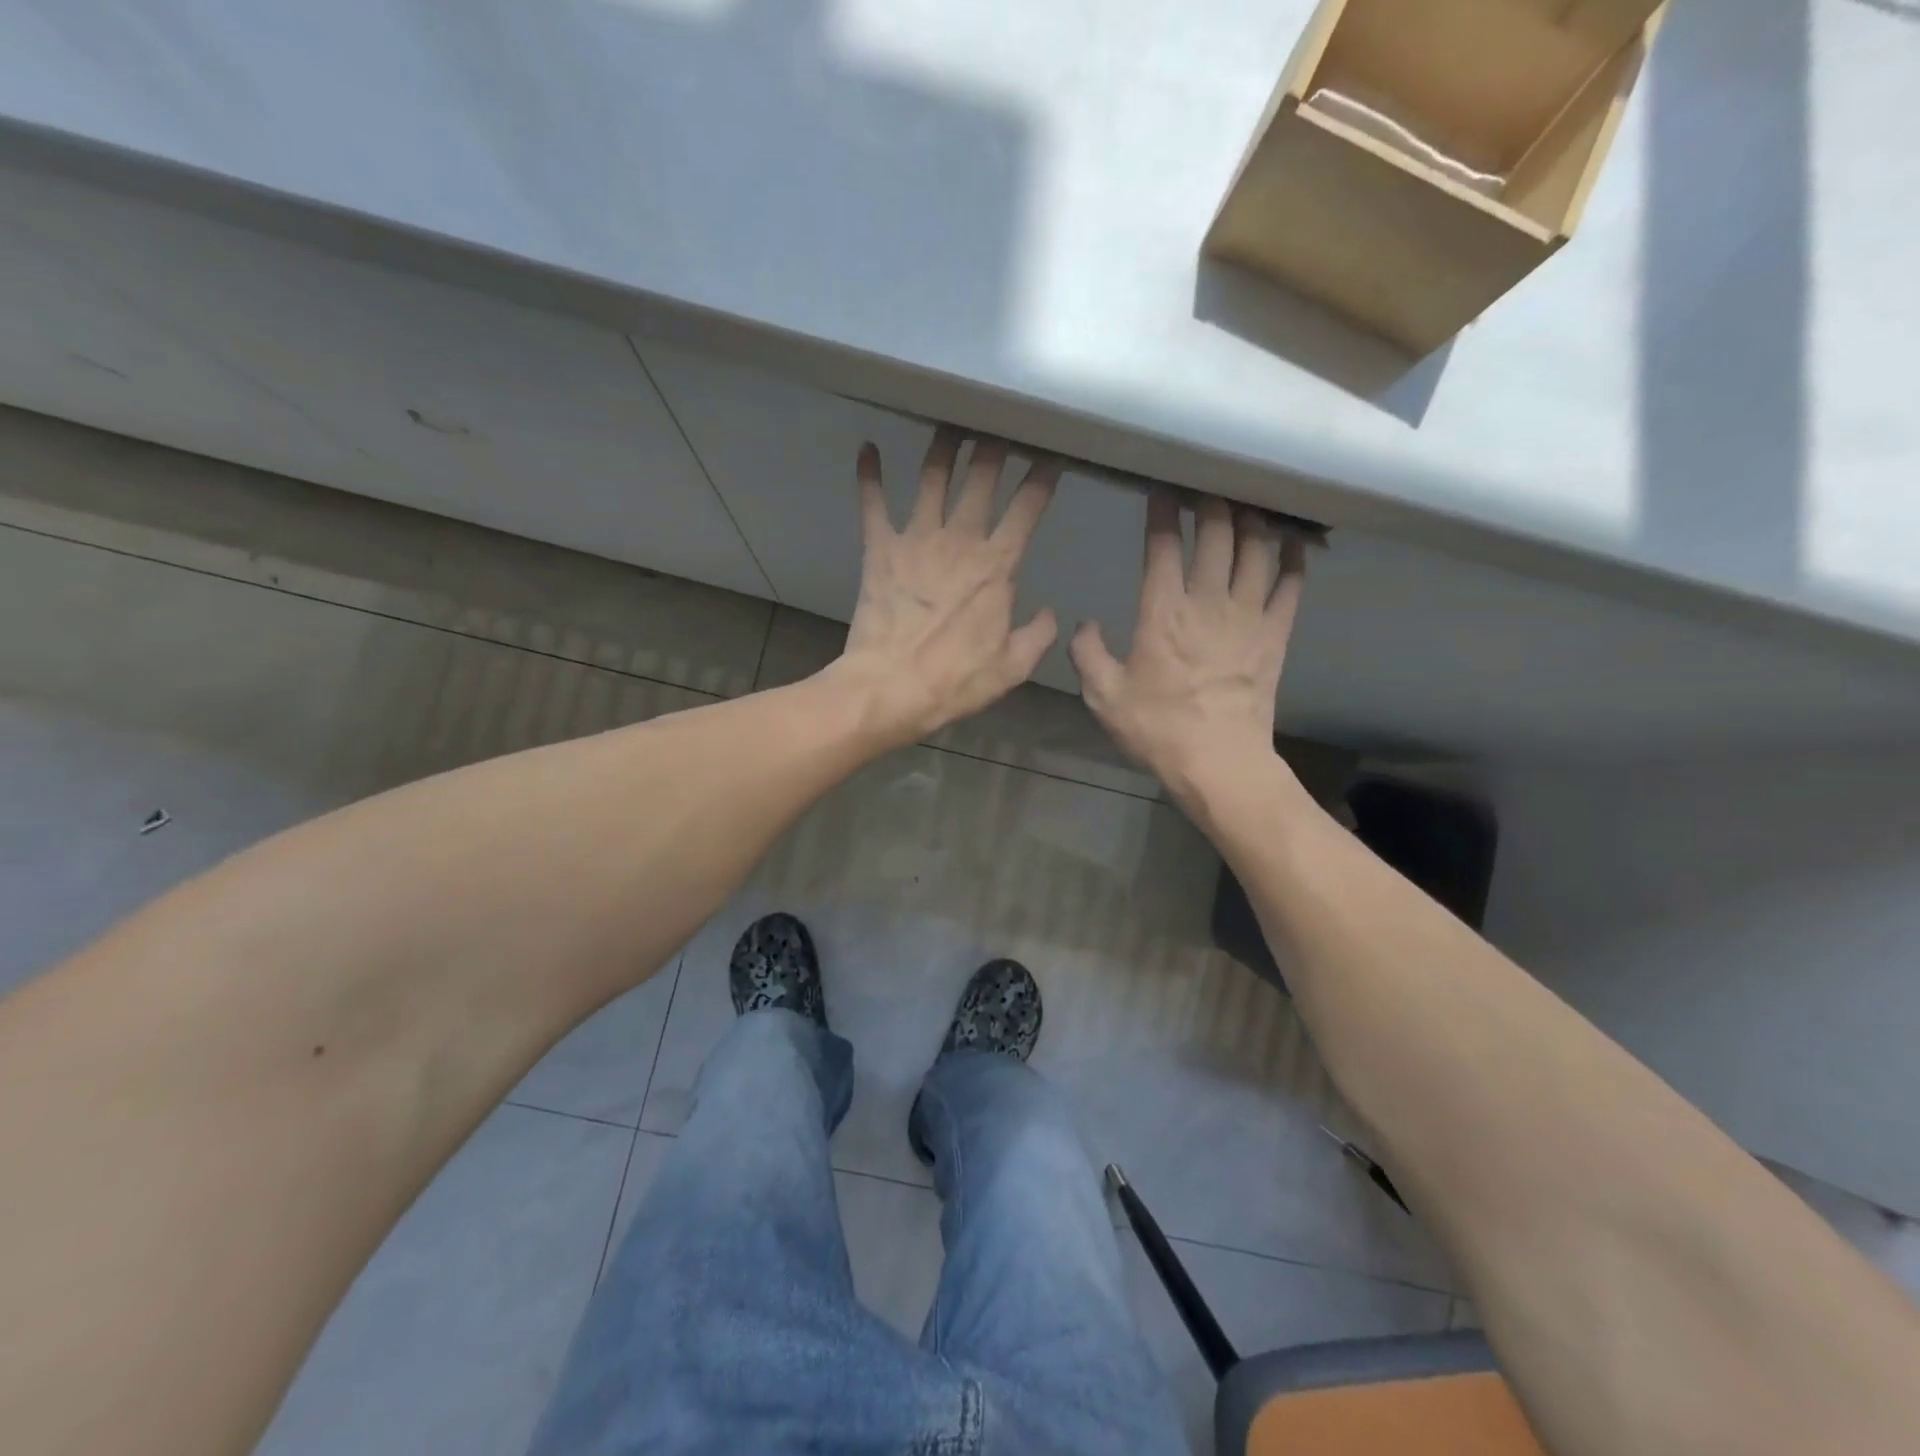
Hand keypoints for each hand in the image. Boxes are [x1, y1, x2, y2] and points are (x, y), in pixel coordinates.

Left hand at [832, 427, 1059, 745]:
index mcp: (997, 566)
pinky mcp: (879, 549)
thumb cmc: (955, 681)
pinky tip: (867, 448)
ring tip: (951, 425)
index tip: (1050, 455)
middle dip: (994, 447)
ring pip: (932, 478)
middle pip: (981, 479)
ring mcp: (916, 540)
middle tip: (1000, 425)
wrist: (890, 688)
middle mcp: (959, 540)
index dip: (1042, 477)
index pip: (1027, 508)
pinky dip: (869, 475)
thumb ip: (1038, 634)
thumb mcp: (1013, 667)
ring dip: (943, 448)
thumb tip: (1049, 613)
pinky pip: (873, 504)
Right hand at [1070, 490, 1306, 800]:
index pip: (1164, 546)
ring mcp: (1248, 616)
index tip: (1162, 490)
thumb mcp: (1104, 696)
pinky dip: (1293, 559)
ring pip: (1256, 550)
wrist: (1218, 762)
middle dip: (1211, 502)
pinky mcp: (1275, 635)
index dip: (1163, 512)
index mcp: (1163, 612)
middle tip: (1205, 485)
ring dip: (1251, 520)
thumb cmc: (1157, 729)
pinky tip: (1293, 542)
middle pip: (1217, 534)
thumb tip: (1086, 624)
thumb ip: (1088, 653)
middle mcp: (1208, 602)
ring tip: (1245, 503)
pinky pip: (1291, 586)